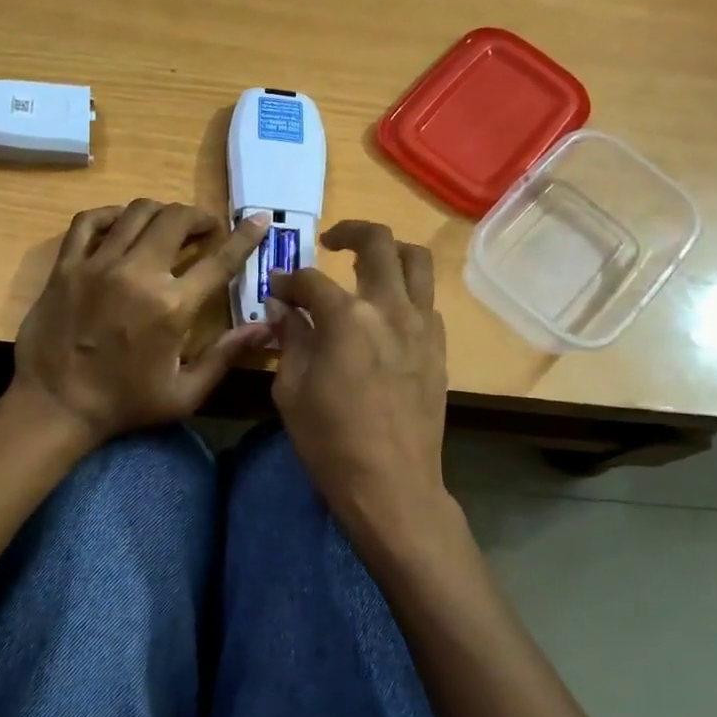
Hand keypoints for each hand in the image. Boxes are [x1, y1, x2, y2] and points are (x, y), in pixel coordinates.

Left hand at [13, 200, 271, 446]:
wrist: (56, 405)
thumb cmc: (125, 403)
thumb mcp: (184, 393)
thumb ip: (225, 356)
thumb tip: (265, 327)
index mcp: (172, 306)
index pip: (219, 260)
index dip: (245, 236)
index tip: (259, 219)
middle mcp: (138, 274)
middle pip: (176, 220)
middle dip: (198, 217)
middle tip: (205, 229)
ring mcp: (98, 265)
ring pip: (136, 212)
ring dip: (160, 212)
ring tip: (167, 224)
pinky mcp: (66, 266)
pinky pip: (88, 221)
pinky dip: (109, 214)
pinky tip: (120, 222)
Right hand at [268, 221, 462, 561]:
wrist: (392, 484)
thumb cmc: (330, 441)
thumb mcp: (291, 391)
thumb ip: (289, 339)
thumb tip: (282, 308)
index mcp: (347, 318)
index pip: (312, 280)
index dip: (288, 281)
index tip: (276, 290)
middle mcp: (390, 308)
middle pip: (378, 243)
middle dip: (349, 232)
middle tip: (329, 242)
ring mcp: (422, 326)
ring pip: (417, 261)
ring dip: (390, 251)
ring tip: (367, 264)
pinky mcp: (439, 347)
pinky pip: (427, 300)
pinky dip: (407, 292)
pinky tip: (386, 313)